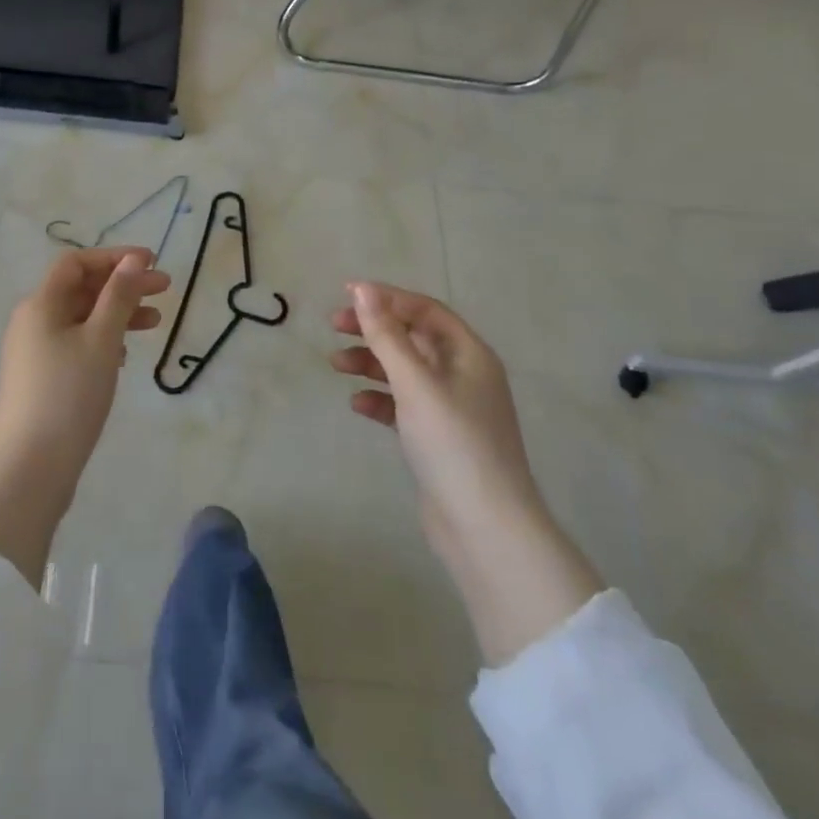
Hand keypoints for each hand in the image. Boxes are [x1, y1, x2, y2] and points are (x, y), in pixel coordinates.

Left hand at [0, 248, 169, 587]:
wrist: (29, 469)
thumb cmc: (68, 395)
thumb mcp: (101, 340)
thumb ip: (119, 296)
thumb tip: (133, 260)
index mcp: (41, 305)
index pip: (76, 263)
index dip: (115, 258)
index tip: (152, 263)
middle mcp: (32, 322)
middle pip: (81, 289)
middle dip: (123, 286)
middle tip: (165, 290)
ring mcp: (33, 353)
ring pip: (81, 319)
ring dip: (117, 314)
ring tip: (155, 323)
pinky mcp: (40, 380)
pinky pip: (75, 345)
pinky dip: (102, 340)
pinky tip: (123, 356)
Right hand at [334, 282, 601, 664]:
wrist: (485, 527)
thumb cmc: (453, 444)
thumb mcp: (416, 383)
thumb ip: (387, 336)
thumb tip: (363, 290)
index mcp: (469, 354)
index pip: (425, 311)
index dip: (386, 298)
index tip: (346, 293)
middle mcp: (464, 375)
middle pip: (413, 338)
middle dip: (374, 329)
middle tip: (334, 325)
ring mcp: (452, 408)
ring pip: (406, 371)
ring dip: (372, 363)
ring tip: (336, 365)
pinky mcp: (439, 438)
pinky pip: (404, 405)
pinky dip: (380, 399)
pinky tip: (357, 404)